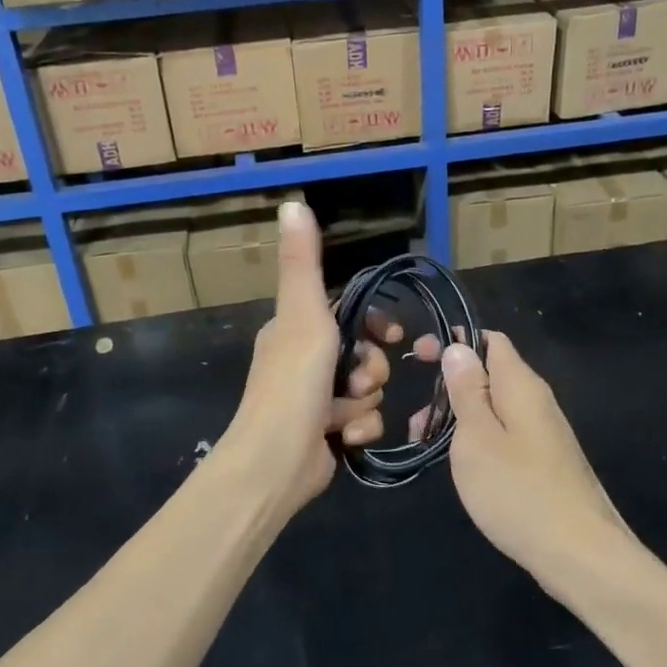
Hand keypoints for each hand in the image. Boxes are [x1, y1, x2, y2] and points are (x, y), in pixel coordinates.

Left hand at [213, 202, 410, 514]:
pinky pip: (362, 421)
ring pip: (366, 389)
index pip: (348, 312)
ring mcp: (315, 399)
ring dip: (364, 401)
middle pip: (363, 353)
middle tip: (358, 380)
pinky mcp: (326, 433)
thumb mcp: (303, 314)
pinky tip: (346, 437)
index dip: (375, 321)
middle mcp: (304, 360)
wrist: (275, 464)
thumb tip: (293, 202)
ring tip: (345, 412)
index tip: (391, 332)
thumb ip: (303, 262)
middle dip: (370, 367)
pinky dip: (358, 428)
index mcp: (296, 329)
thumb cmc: (292, 383)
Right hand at [439, 332, 633, 587]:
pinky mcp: (544, 461)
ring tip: (427, 444)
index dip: (453, 341)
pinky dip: (476, 438)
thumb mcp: (477, 437)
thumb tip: (459, 348)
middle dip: (449, 386)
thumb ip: (466, 390)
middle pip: (489, 374)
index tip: (417, 354)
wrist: (581, 555)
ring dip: (458, 416)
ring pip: (494, 407)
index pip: (489, 340)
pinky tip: (460, 464)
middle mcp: (536, 400)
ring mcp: (543, 433)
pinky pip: (504, 433)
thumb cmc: (519, 491)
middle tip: (416, 419)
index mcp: (521, 385)